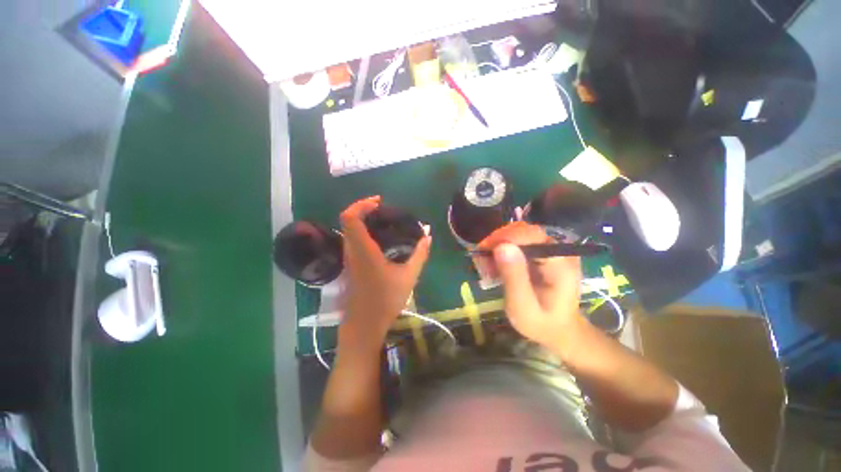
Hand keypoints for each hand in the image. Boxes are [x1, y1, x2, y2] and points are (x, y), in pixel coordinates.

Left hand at [339, 196, 431, 346]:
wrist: (364, 324)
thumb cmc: (386, 300)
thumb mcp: (409, 276)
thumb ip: (420, 254)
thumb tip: (428, 236)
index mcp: (363, 250)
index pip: (350, 218)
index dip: (361, 204)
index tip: (379, 202)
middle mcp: (351, 250)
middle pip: (347, 219)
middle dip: (363, 208)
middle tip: (383, 209)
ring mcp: (348, 257)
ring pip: (348, 229)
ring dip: (362, 219)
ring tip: (383, 220)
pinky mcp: (350, 263)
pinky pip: (352, 238)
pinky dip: (362, 230)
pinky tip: (379, 237)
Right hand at [476, 222, 582, 350]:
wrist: (558, 330)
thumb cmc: (541, 323)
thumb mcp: (523, 307)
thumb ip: (514, 277)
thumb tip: (501, 246)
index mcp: (560, 263)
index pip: (530, 235)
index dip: (504, 237)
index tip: (482, 250)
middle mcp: (558, 250)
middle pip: (523, 231)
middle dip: (498, 241)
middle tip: (481, 260)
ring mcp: (550, 250)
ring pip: (518, 235)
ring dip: (498, 246)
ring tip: (486, 266)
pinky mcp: (542, 253)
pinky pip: (519, 243)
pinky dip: (502, 251)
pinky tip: (494, 266)